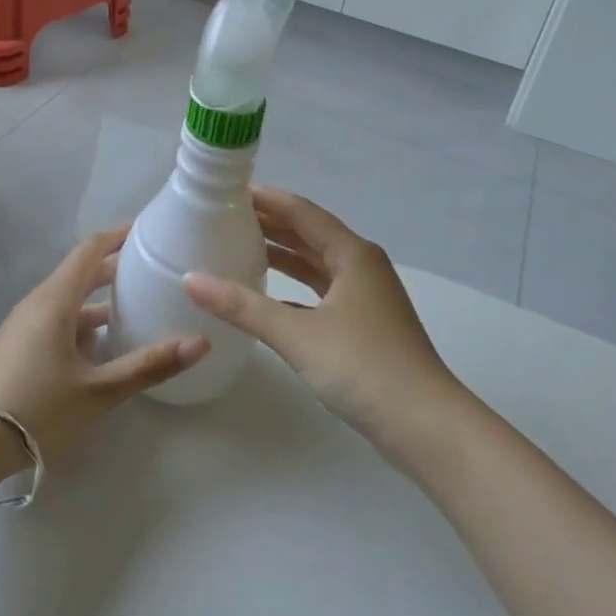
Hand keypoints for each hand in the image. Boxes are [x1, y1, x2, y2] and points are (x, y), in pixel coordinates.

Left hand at [0, 226, 208, 467]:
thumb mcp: (99, 391)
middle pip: (81, 272)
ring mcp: (24, 328)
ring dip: (102, 299)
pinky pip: (58, 322)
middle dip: (117, 268)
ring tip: (138, 306)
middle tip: (155, 269)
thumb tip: (201, 342)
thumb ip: (149, 365)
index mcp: (56, 300)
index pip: (91, 249)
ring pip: (70, 300)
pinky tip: (104, 347)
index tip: (151, 230)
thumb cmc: (35, 408)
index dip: (121, 235)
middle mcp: (38, 304)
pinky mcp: (18, 350)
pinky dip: (85, 323)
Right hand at [183, 189, 468, 457]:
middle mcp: (361, 267)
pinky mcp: (363, 326)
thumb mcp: (297, 334)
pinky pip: (321, 293)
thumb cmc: (363, 367)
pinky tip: (267, 296)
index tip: (229, 190)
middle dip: (271, 224)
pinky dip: (294, 289)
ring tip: (240, 246)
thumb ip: (243, 306)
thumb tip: (191, 279)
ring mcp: (365, 297)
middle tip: (225, 216)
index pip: (302, 212)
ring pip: (316, 265)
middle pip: (310, 234)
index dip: (267, 199)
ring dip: (283, 255)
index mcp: (352, 254)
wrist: (425, 425)